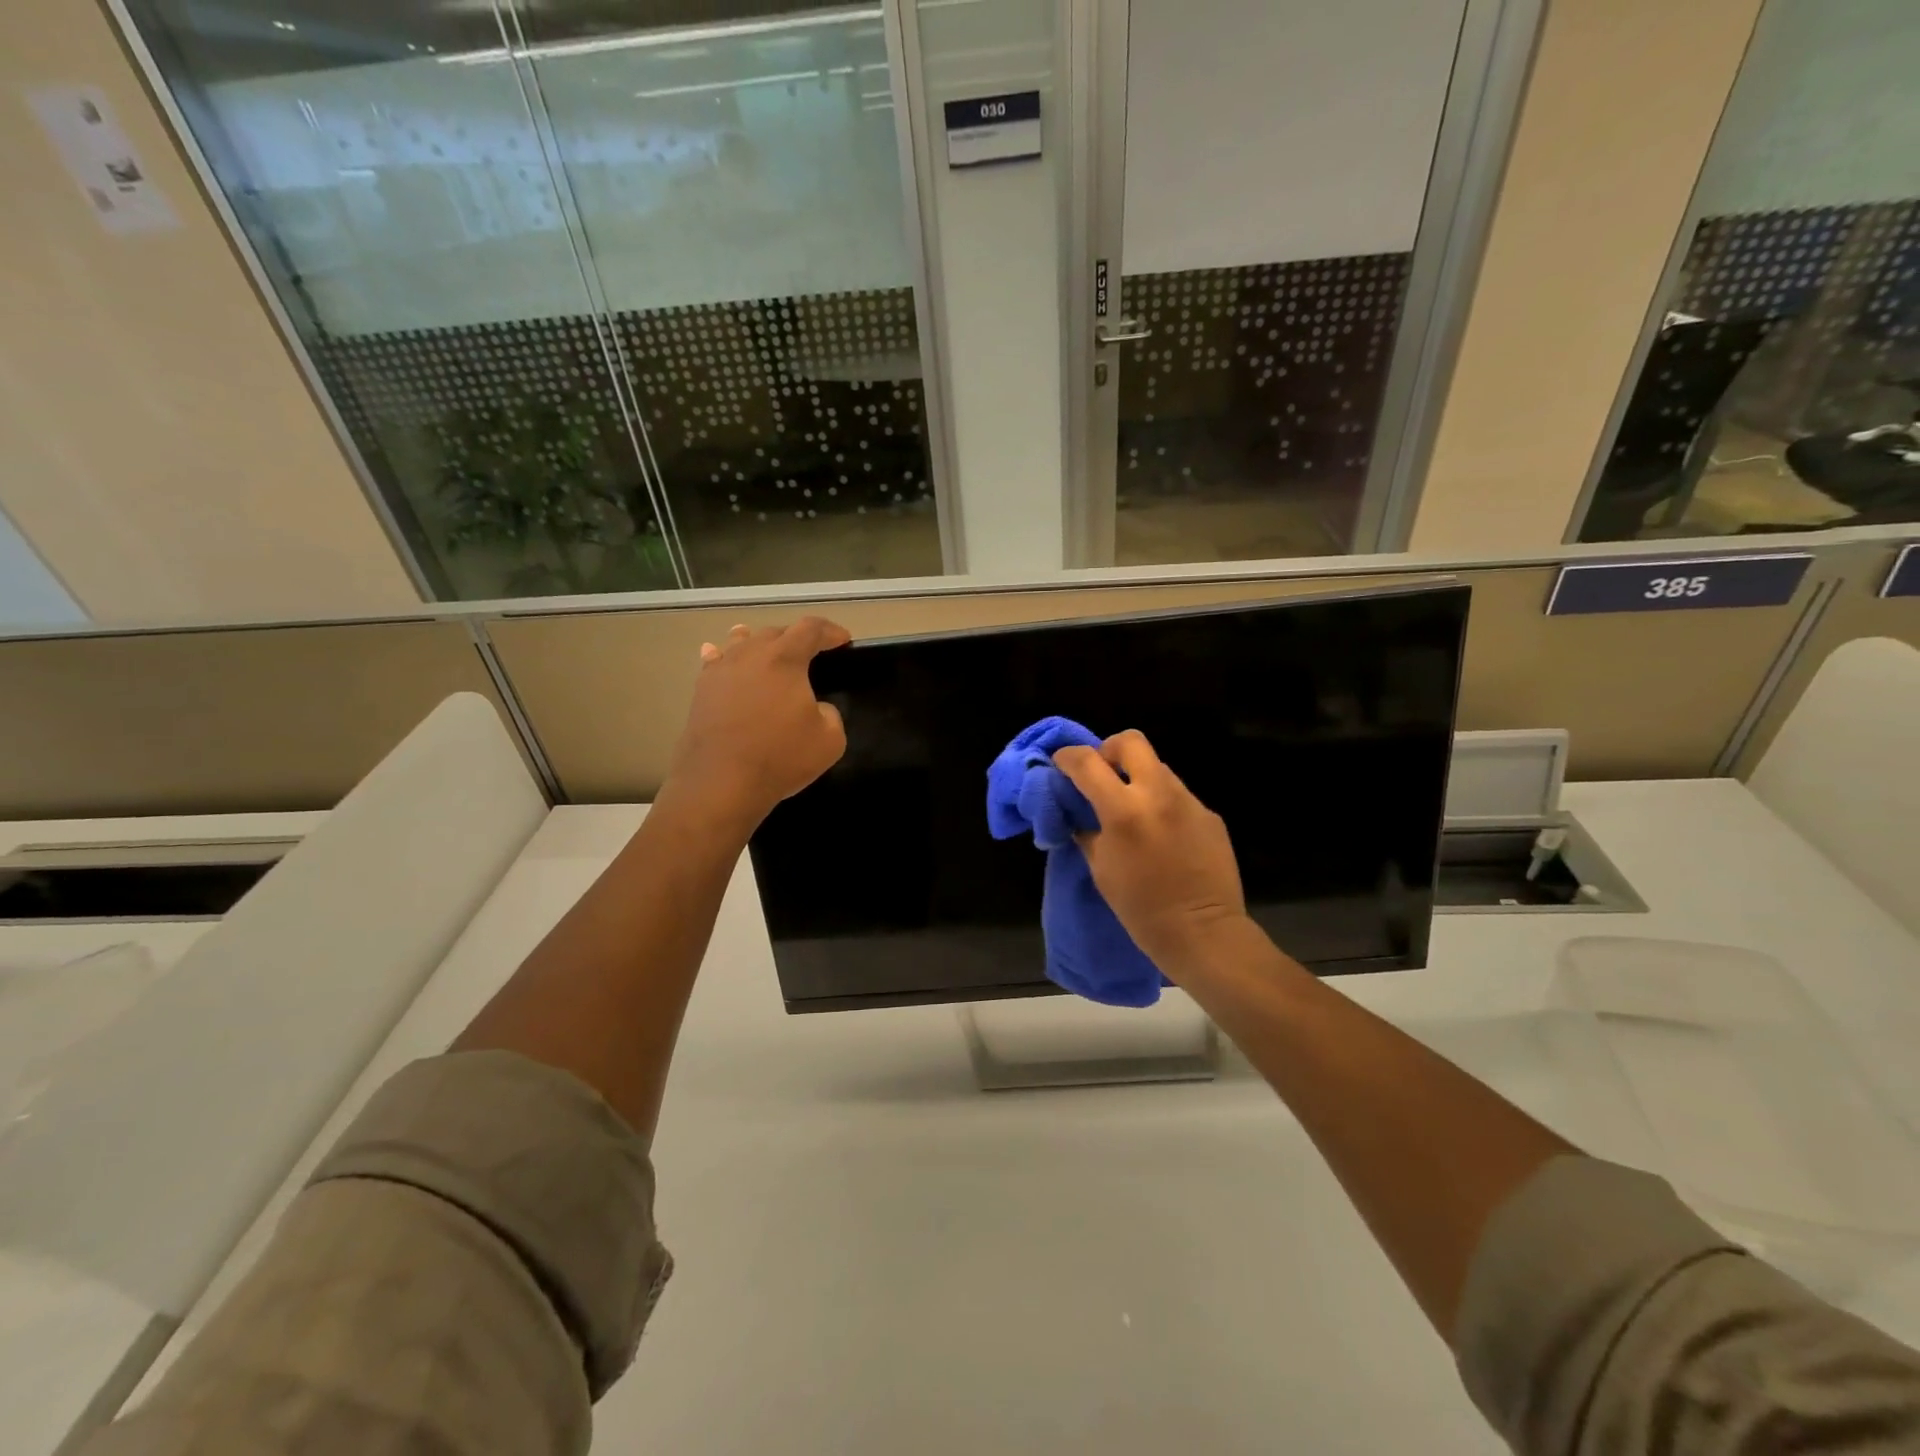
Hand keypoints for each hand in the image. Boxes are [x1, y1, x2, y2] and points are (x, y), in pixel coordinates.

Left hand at [665, 617, 850, 828]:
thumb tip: (815, 708)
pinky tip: (717, 653)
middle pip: (775, 632)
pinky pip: (714, 661)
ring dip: (759, 642)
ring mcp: (721, 670)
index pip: (811, 629)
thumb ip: (830, 714)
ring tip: (767, 647)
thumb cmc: (780, 757)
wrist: (720, 783)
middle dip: (796, 638)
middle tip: (811, 654)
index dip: (831, 631)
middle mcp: (750, 654)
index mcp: (785, 658)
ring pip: (741, 641)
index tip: (843, 640)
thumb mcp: (830, 740)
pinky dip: (723, 655)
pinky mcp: (701, 690)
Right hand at [1052, 730, 1247, 977]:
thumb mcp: (1101, 868)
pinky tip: (1161, 834)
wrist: (1203, 932)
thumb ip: (1087, 831)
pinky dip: (1161, 803)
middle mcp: (1159, 794)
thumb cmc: (1141, 908)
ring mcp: (1189, 801)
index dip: (1068, 757)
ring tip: (1132, 810)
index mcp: (1124, 810)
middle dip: (1109, 751)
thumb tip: (1078, 811)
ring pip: (1157, 767)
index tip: (1060, 763)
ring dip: (1137, 778)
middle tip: (1101, 775)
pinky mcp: (1209, 814)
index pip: (1087, 762)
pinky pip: (1177, 795)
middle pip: (1130, 741)